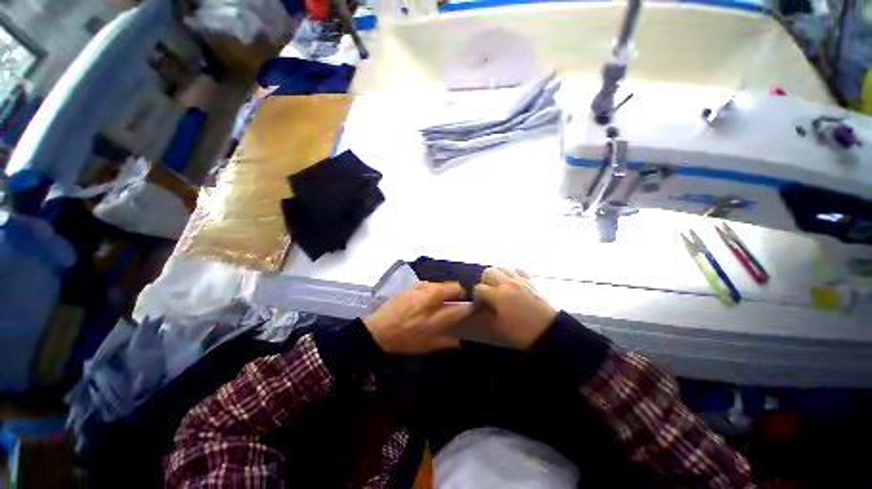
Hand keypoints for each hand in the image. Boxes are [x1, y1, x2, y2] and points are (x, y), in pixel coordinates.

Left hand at [363, 282, 472, 353]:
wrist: (377, 329)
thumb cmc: (402, 340)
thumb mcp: (424, 346)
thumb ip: (444, 342)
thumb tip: (460, 340)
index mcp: (432, 319)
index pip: (457, 310)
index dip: (469, 306)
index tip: (474, 305)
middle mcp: (428, 301)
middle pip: (453, 288)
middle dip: (460, 292)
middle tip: (459, 298)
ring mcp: (419, 291)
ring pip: (442, 284)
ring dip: (447, 289)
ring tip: (443, 297)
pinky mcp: (411, 287)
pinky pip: (429, 284)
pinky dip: (433, 288)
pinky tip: (429, 295)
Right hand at [472, 268, 557, 349]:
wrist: (550, 332)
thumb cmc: (522, 332)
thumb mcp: (499, 327)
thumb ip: (484, 315)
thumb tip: (476, 309)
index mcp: (498, 295)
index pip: (479, 289)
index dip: (476, 297)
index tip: (479, 304)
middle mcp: (508, 283)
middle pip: (489, 272)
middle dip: (485, 281)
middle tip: (487, 292)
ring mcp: (521, 280)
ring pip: (503, 268)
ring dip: (497, 275)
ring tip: (498, 285)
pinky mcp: (531, 281)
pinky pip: (518, 270)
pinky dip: (512, 273)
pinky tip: (512, 281)